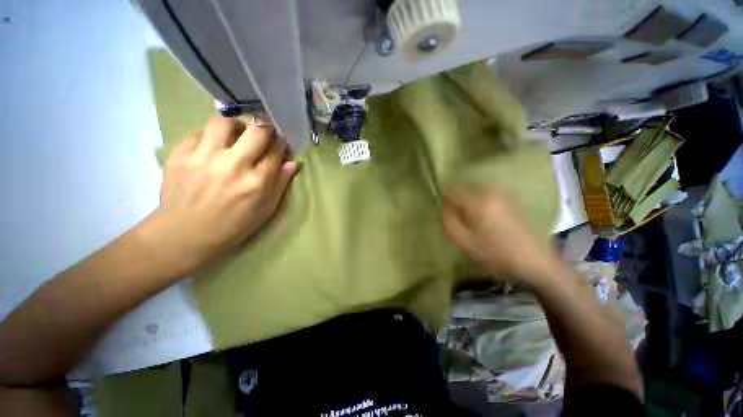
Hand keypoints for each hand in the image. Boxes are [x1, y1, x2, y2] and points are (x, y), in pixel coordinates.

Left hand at [145, 116, 299, 276]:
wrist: (184, 234)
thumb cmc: (233, 225)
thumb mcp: (266, 210)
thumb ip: (281, 183)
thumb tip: (293, 162)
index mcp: (257, 182)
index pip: (276, 150)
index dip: (281, 143)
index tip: (280, 143)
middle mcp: (233, 165)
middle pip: (256, 130)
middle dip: (265, 129)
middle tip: (262, 136)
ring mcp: (203, 157)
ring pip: (224, 121)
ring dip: (235, 127)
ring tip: (234, 138)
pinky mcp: (180, 154)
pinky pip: (199, 132)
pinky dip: (209, 137)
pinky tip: (210, 150)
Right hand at [442, 188, 556, 285]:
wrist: (534, 260)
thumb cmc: (496, 254)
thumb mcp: (465, 242)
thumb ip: (449, 221)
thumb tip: (444, 206)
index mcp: (478, 203)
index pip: (451, 190)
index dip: (445, 200)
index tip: (447, 213)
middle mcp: (490, 192)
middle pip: (464, 188)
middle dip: (458, 201)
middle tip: (459, 218)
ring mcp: (503, 193)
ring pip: (475, 190)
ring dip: (469, 201)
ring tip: (472, 219)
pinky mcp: (510, 198)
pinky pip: (486, 194)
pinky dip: (480, 201)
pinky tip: (485, 217)